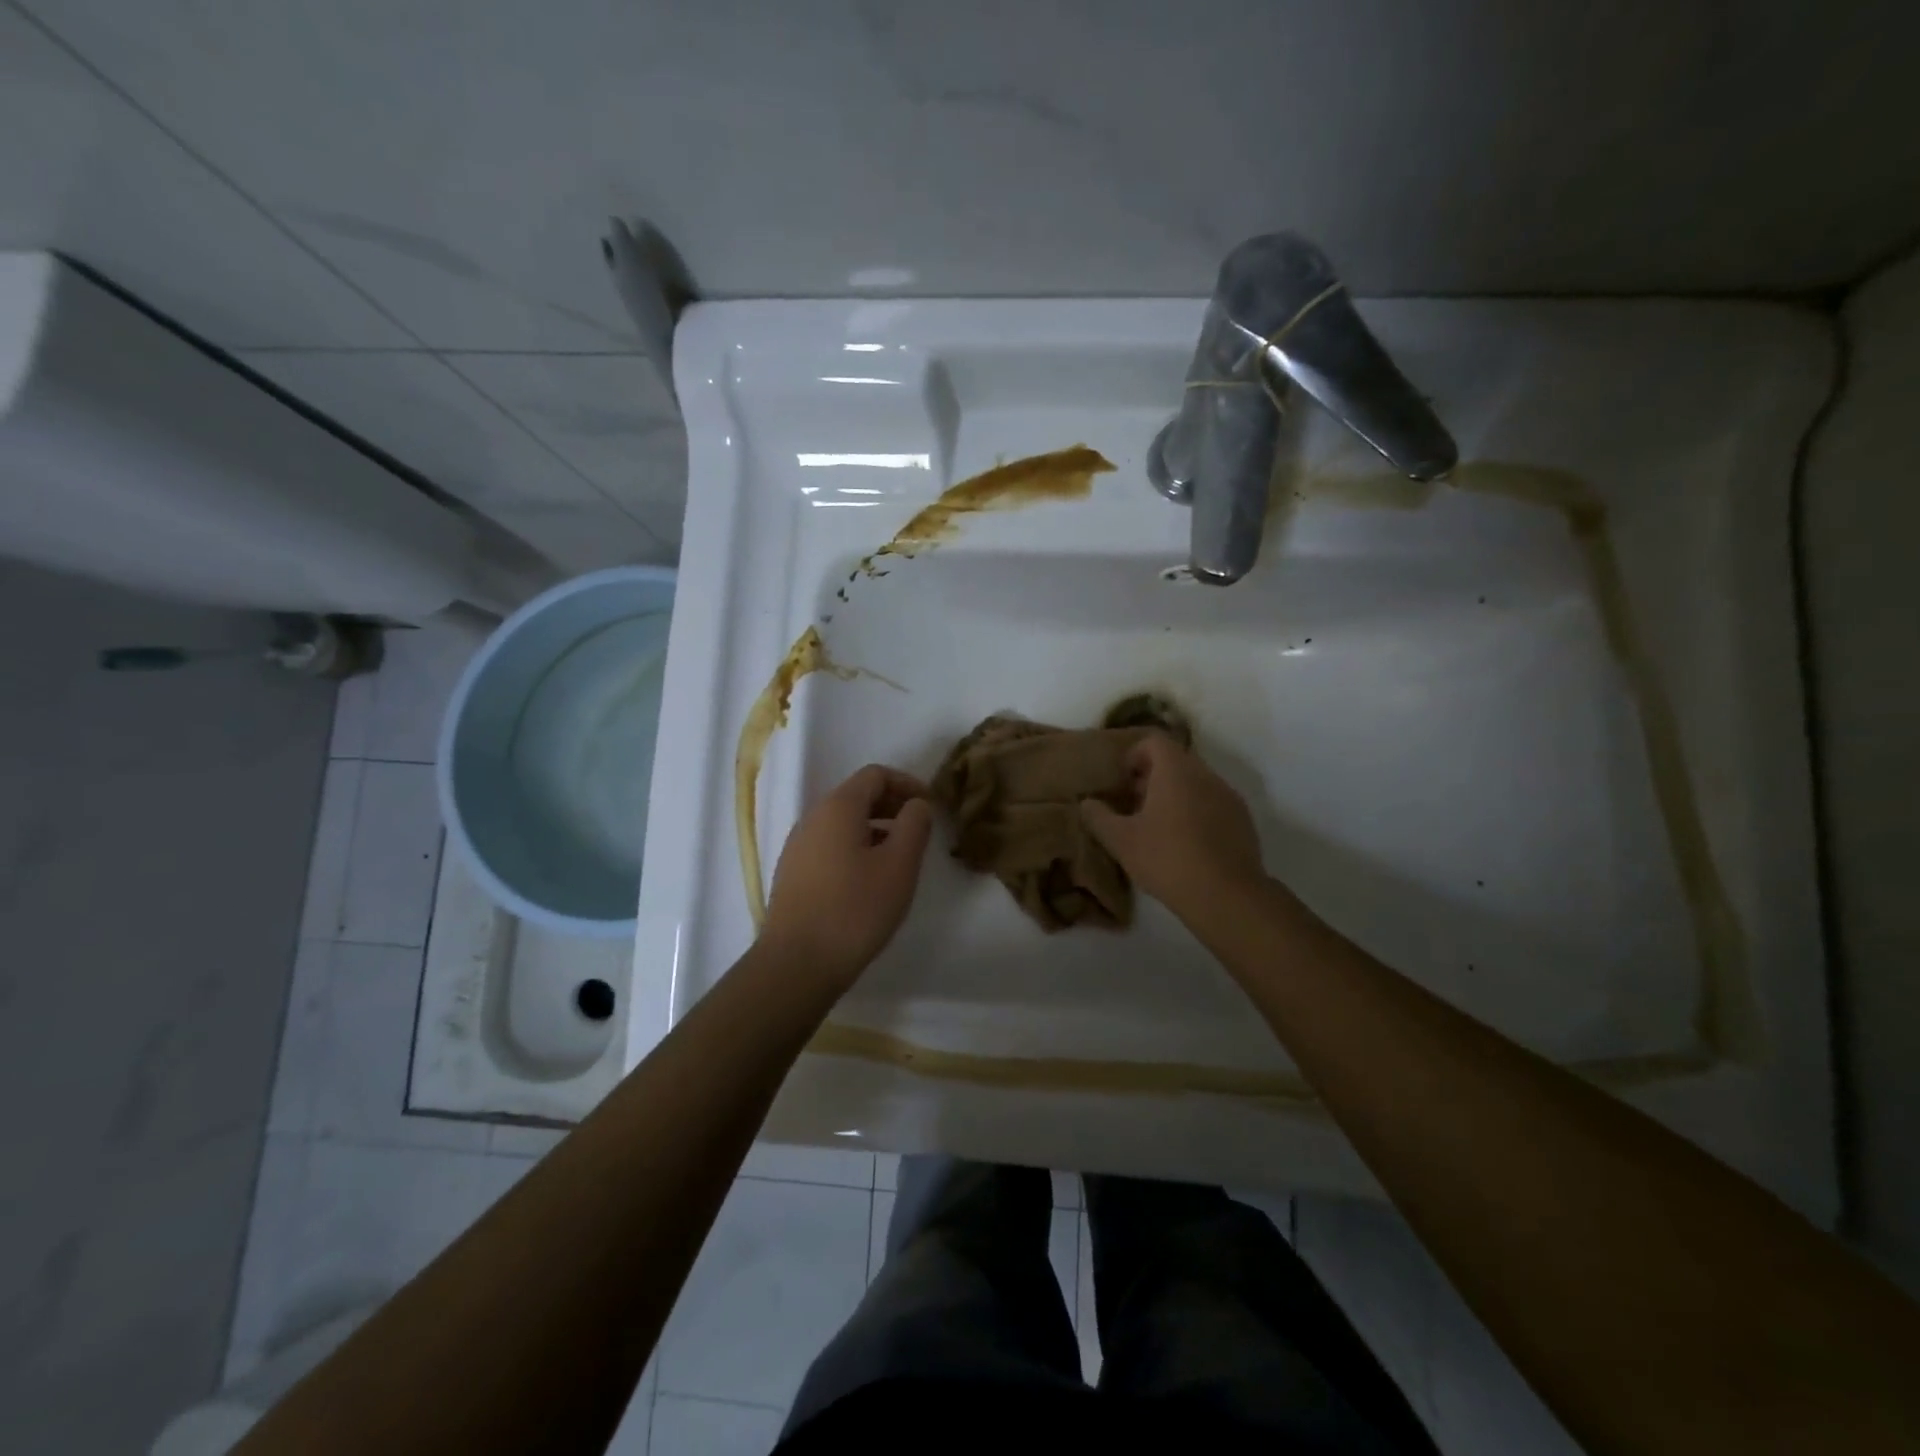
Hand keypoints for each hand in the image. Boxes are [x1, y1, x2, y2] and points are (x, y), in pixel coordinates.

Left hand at [763, 764, 933, 986]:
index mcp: (838, 807)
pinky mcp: (793, 873)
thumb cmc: (855, 909)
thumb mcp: (899, 865)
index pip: (875, 775)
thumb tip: (916, 804)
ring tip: (899, 857)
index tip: (930, 806)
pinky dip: (855, 847)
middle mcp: (812, 818)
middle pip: (857, 795)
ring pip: (842, 822)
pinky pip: (830, 845)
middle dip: (892, 805)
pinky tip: (870, 879)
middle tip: (919, 829)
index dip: (907, 783)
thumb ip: (914, 825)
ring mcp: (798, 846)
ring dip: (875, 828)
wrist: (796, 963)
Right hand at [1079, 733, 1266, 919]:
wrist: (1227, 897)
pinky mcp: (1243, 821)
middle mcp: (1206, 775)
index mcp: (1176, 771)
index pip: (1154, 741)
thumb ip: (1099, 817)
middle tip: (1134, 805)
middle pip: (1176, 761)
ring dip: (1175, 796)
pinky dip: (1196, 813)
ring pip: (1196, 783)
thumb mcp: (1121, 841)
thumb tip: (1087, 803)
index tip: (1122, 781)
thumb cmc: (1168, 859)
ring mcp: (1229, 797)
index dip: (1134, 754)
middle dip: (1152, 777)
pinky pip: (1213, 804)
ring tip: (1157, 828)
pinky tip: (1185, 845)